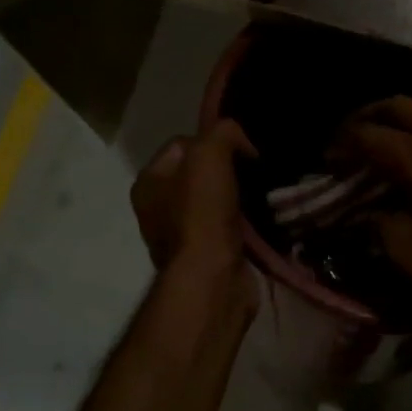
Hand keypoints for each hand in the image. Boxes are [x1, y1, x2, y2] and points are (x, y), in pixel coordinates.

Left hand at [131, 119, 256, 285]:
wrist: (213, 278)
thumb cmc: (202, 213)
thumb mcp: (209, 154)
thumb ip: (223, 132)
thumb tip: (242, 142)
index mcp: (148, 182)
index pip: (183, 143)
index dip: (214, 141)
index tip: (243, 151)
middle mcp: (158, 208)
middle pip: (200, 173)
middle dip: (229, 170)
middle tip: (256, 172)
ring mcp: (181, 235)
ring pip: (216, 200)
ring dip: (239, 197)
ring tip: (263, 194)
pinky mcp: (205, 256)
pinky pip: (227, 227)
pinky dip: (244, 222)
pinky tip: (261, 219)